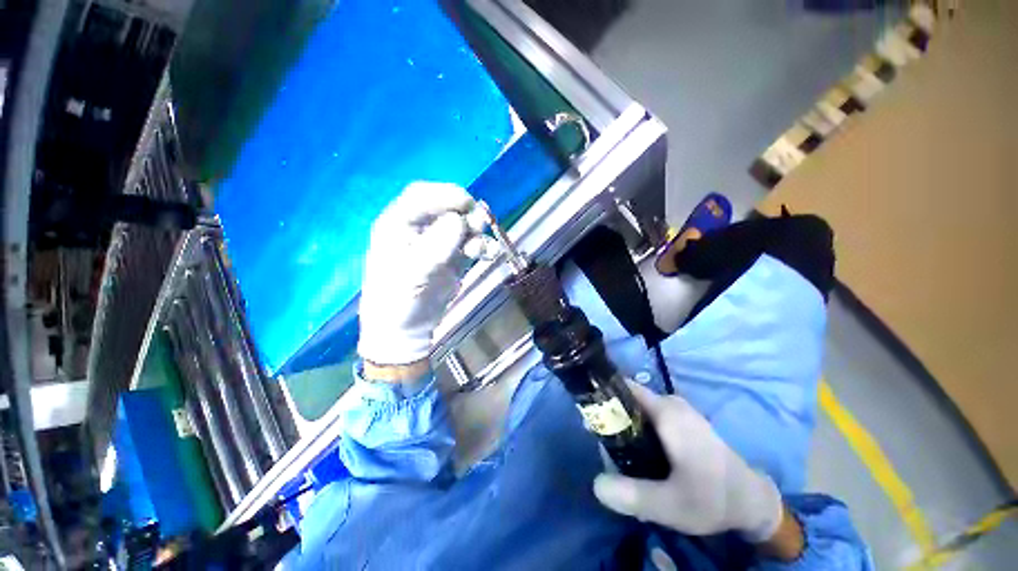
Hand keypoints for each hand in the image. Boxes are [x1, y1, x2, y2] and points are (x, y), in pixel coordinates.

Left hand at [358, 182, 494, 368]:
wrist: (407, 328)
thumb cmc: (398, 301)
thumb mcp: (412, 274)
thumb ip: (434, 247)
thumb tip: (458, 222)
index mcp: (397, 225)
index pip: (420, 196)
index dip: (445, 195)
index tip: (468, 204)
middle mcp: (418, 228)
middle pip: (445, 207)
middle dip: (465, 213)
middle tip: (480, 224)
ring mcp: (438, 242)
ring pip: (462, 225)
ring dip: (477, 232)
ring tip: (484, 248)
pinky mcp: (454, 257)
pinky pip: (472, 243)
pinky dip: (483, 246)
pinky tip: (489, 253)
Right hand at [593, 382, 783, 542]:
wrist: (752, 502)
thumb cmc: (712, 498)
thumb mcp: (670, 505)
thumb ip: (632, 495)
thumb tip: (595, 483)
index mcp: (666, 411)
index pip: (623, 386)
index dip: (602, 394)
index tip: (587, 414)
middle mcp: (670, 403)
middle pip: (628, 398)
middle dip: (610, 416)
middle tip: (600, 443)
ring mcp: (678, 410)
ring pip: (638, 408)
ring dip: (623, 424)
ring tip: (616, 453)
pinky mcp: (682, 421)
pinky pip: (649, 415)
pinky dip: (636, 428)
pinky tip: (637, 454)